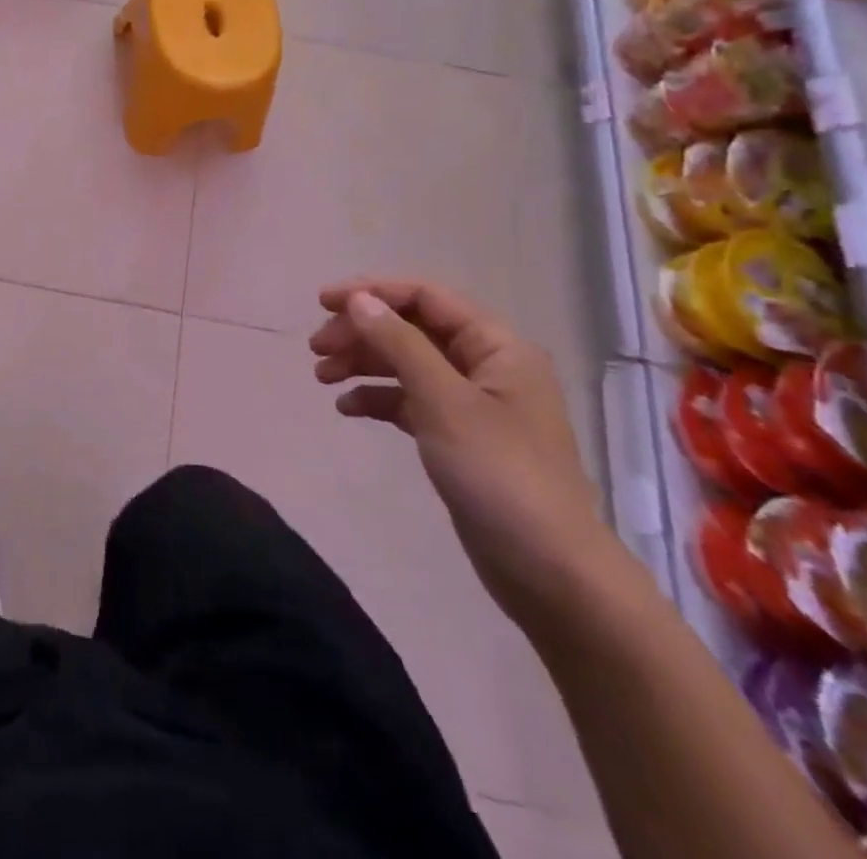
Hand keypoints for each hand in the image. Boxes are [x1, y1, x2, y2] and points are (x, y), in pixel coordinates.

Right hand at [309, 280, 624, 635]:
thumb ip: (399, 344)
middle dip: (362, 332)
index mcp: (497, 347)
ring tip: (322, 378)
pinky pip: (411, 400)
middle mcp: (487, 366)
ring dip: (363, 363)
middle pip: (412, 328)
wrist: (550, 574)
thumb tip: (359, 300)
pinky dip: (378, 398)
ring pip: (407, 363)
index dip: (372, 292)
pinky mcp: (460, 436)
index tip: (322, 303)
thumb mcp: (444, 402)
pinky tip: (348, 409)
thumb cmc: (499, 475)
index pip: (425, 297)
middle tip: (316, 349)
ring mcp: (474, 403)